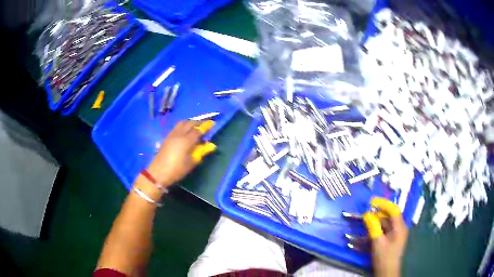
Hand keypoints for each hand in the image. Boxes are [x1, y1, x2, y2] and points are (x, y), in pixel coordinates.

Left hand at [147, 120, 215, 187]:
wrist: (158, 172)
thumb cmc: (177, 169)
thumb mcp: (191, 163)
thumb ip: (201, 152)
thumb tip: (211, 145)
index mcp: (186, 140)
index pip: (198, 130)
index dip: (206, 126)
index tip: (212, 123)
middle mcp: (179, 134)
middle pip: (190, 123)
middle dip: (198, 122)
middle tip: (205, 124)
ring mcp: (172, 134)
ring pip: (182, 123)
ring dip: (190, 122)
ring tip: (195, 126)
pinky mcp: (167, 137)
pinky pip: (177, 127)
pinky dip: (183, 125)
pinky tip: (185, 131)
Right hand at [363, 198, 408, 276]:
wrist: (387, 272)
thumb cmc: (384, 257)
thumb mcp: (377, 242)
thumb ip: (373, 227)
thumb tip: (366, 214)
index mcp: (400, 227)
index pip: (393, 210)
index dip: (383, 204)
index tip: (371, 202)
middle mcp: (400, 228)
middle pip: (390, 216)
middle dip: (378, 214)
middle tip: (366, 213)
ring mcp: (397, 234)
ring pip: (387, 223)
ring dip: (377, 222)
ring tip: (366, 223)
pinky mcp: (393, 239)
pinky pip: (386, 230)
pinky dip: (378, 229)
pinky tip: (369, 233)